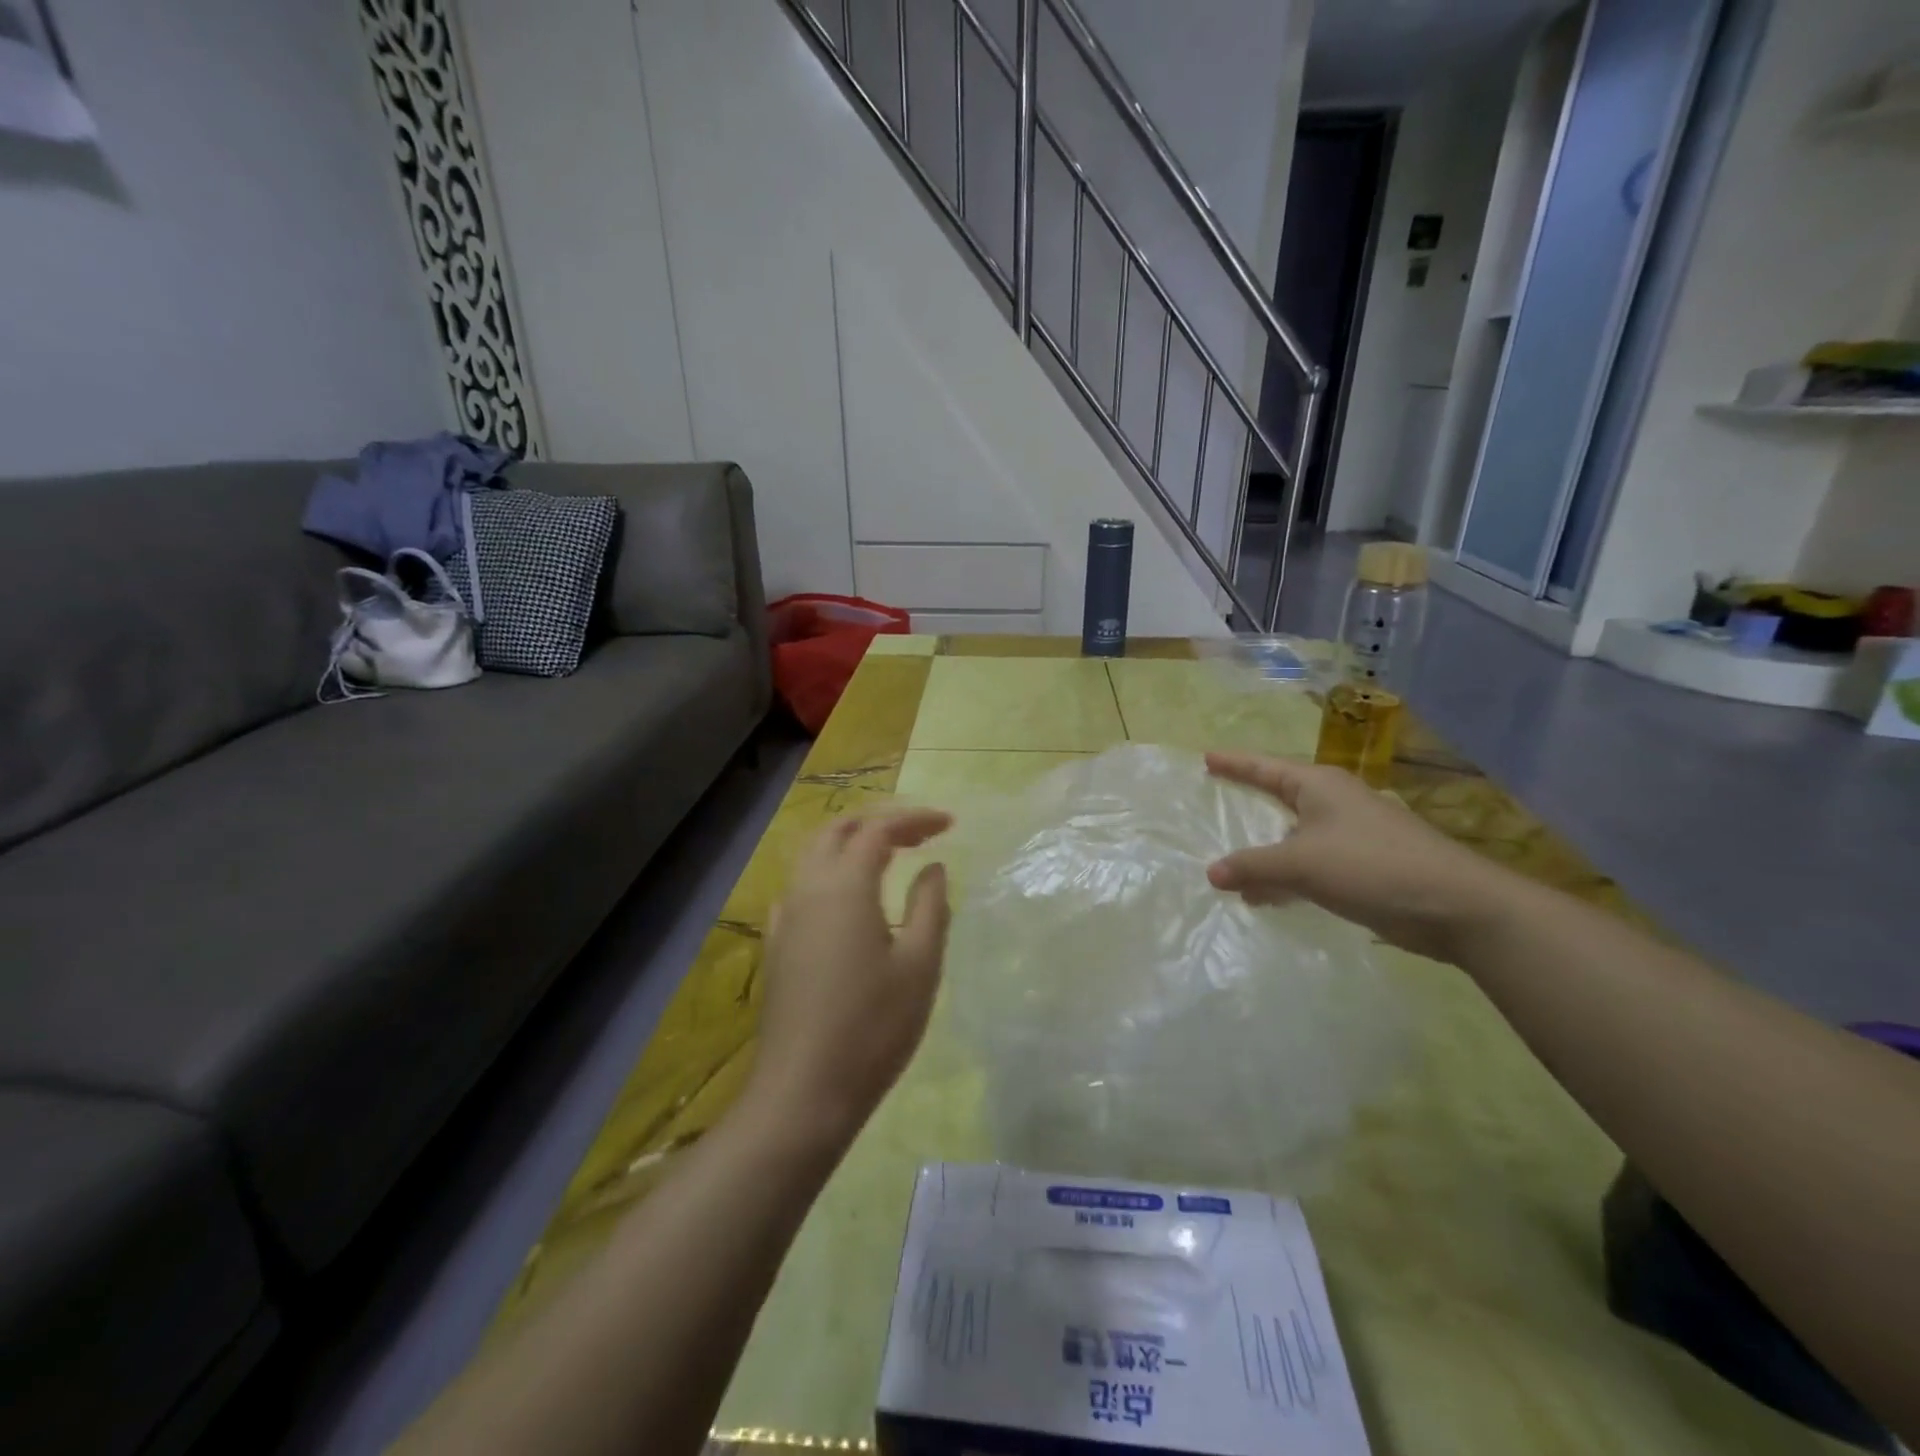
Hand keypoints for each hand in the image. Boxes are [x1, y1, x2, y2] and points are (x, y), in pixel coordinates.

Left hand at [746, 809, 953, 1147]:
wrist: (803, 1092)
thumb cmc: (873, 1027)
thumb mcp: (920, 965)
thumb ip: (931, 905)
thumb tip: (932, 867)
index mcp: (844, 886)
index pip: (878, 829)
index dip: (914, 819)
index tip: (949, 824)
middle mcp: (808, 888)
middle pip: (838, 830)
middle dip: (879, 822)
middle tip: (919, 835)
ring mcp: (786, 917)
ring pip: (813, 854)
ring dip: (851, 842)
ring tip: (889, 855)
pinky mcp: (777, 944)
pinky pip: (801, 886)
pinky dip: (829, 871)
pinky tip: (847, 898)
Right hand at [1205, 752, 1510, 962]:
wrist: (1455, 906)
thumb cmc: (1371, 866)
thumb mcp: (1301, 863)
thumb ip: (1252, 866)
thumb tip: (1211, 873)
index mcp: (1319, 786)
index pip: (1265, 768)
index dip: (1234, 763)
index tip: (1206, 758)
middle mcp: (1335, 804)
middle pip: (1280, 798)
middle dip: (1249, 804)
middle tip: (1216, 803)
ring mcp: (1353, 835)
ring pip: (1294, 837)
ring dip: (1265, 852)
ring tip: (1231, 868)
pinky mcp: (1365, 867)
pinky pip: (1311, 865)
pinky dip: (1286, 877)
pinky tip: (1268, 898)